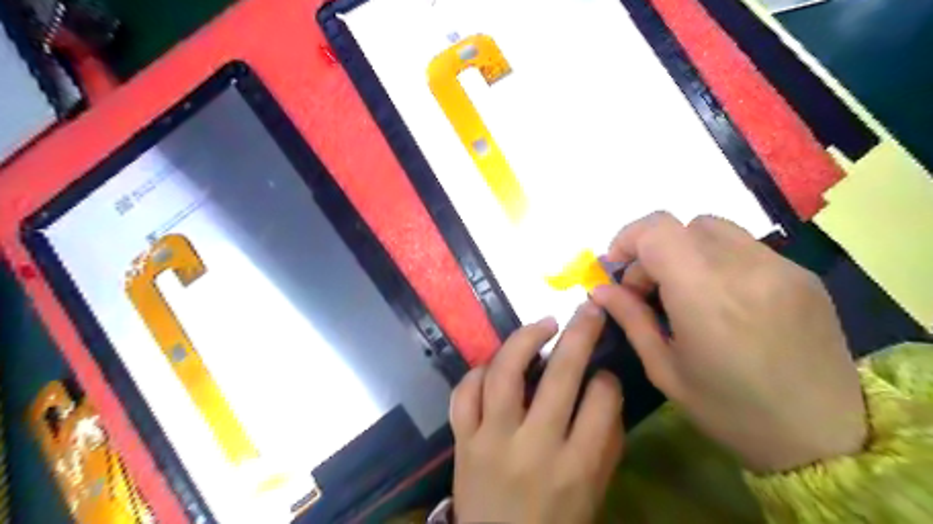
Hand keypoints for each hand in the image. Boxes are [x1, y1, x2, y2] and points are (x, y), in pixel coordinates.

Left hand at [449, 306, 620, 521]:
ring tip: (544, 324)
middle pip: (560, 376)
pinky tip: (494, 364)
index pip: (601, 402)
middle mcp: (534, 448)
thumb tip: (605, 388)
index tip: (602, 372)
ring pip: (505, 373)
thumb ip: (605, 443)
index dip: (606, 378)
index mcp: (576, 467)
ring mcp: (492, 440)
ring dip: (525, 339)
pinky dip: (479, 371)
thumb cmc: (554, 522)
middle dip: (580, 334)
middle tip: (587, 310)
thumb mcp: (593, 493)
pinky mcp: (462, 440)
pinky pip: (465, 393)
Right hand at [589, 211, 867, 471]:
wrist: (825, 438)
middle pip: (682, 226)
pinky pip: (745, 248)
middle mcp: (745, 268)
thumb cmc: (730, 411)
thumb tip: (599, 289)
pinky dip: (718, 260)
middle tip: (648, 291)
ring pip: (714, 230)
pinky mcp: (803, 274)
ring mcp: (780, 267)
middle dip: (653, 252)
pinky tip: (723, 300)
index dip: (628, 240)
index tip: (617, 270)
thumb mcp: (665, 369)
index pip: (657, 230)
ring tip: (685, 292)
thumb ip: (630, 318)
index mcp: (705, 295)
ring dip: (685, 251)